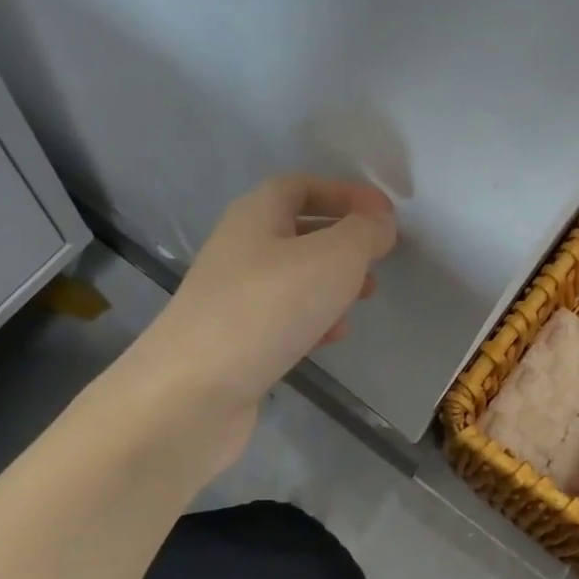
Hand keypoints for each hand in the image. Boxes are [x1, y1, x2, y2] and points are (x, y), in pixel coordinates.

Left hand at [139, 175, 395, 455]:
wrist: (193, 392)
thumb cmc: (267, 308)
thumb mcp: (332, 259)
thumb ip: (364, 234)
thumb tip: (380, 222)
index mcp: (255, 216)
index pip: (300, 186)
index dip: (344, 193)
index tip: (385, 215)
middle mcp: (239, 250)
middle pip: (297, 231)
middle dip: (342, 241)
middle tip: (378, 259)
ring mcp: (233, 298)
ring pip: (293, 278)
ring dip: (332, 283)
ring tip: (363, 299)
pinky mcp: (235, 342)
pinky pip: (282, 319)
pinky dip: (313, 320)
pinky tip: (332, 337)